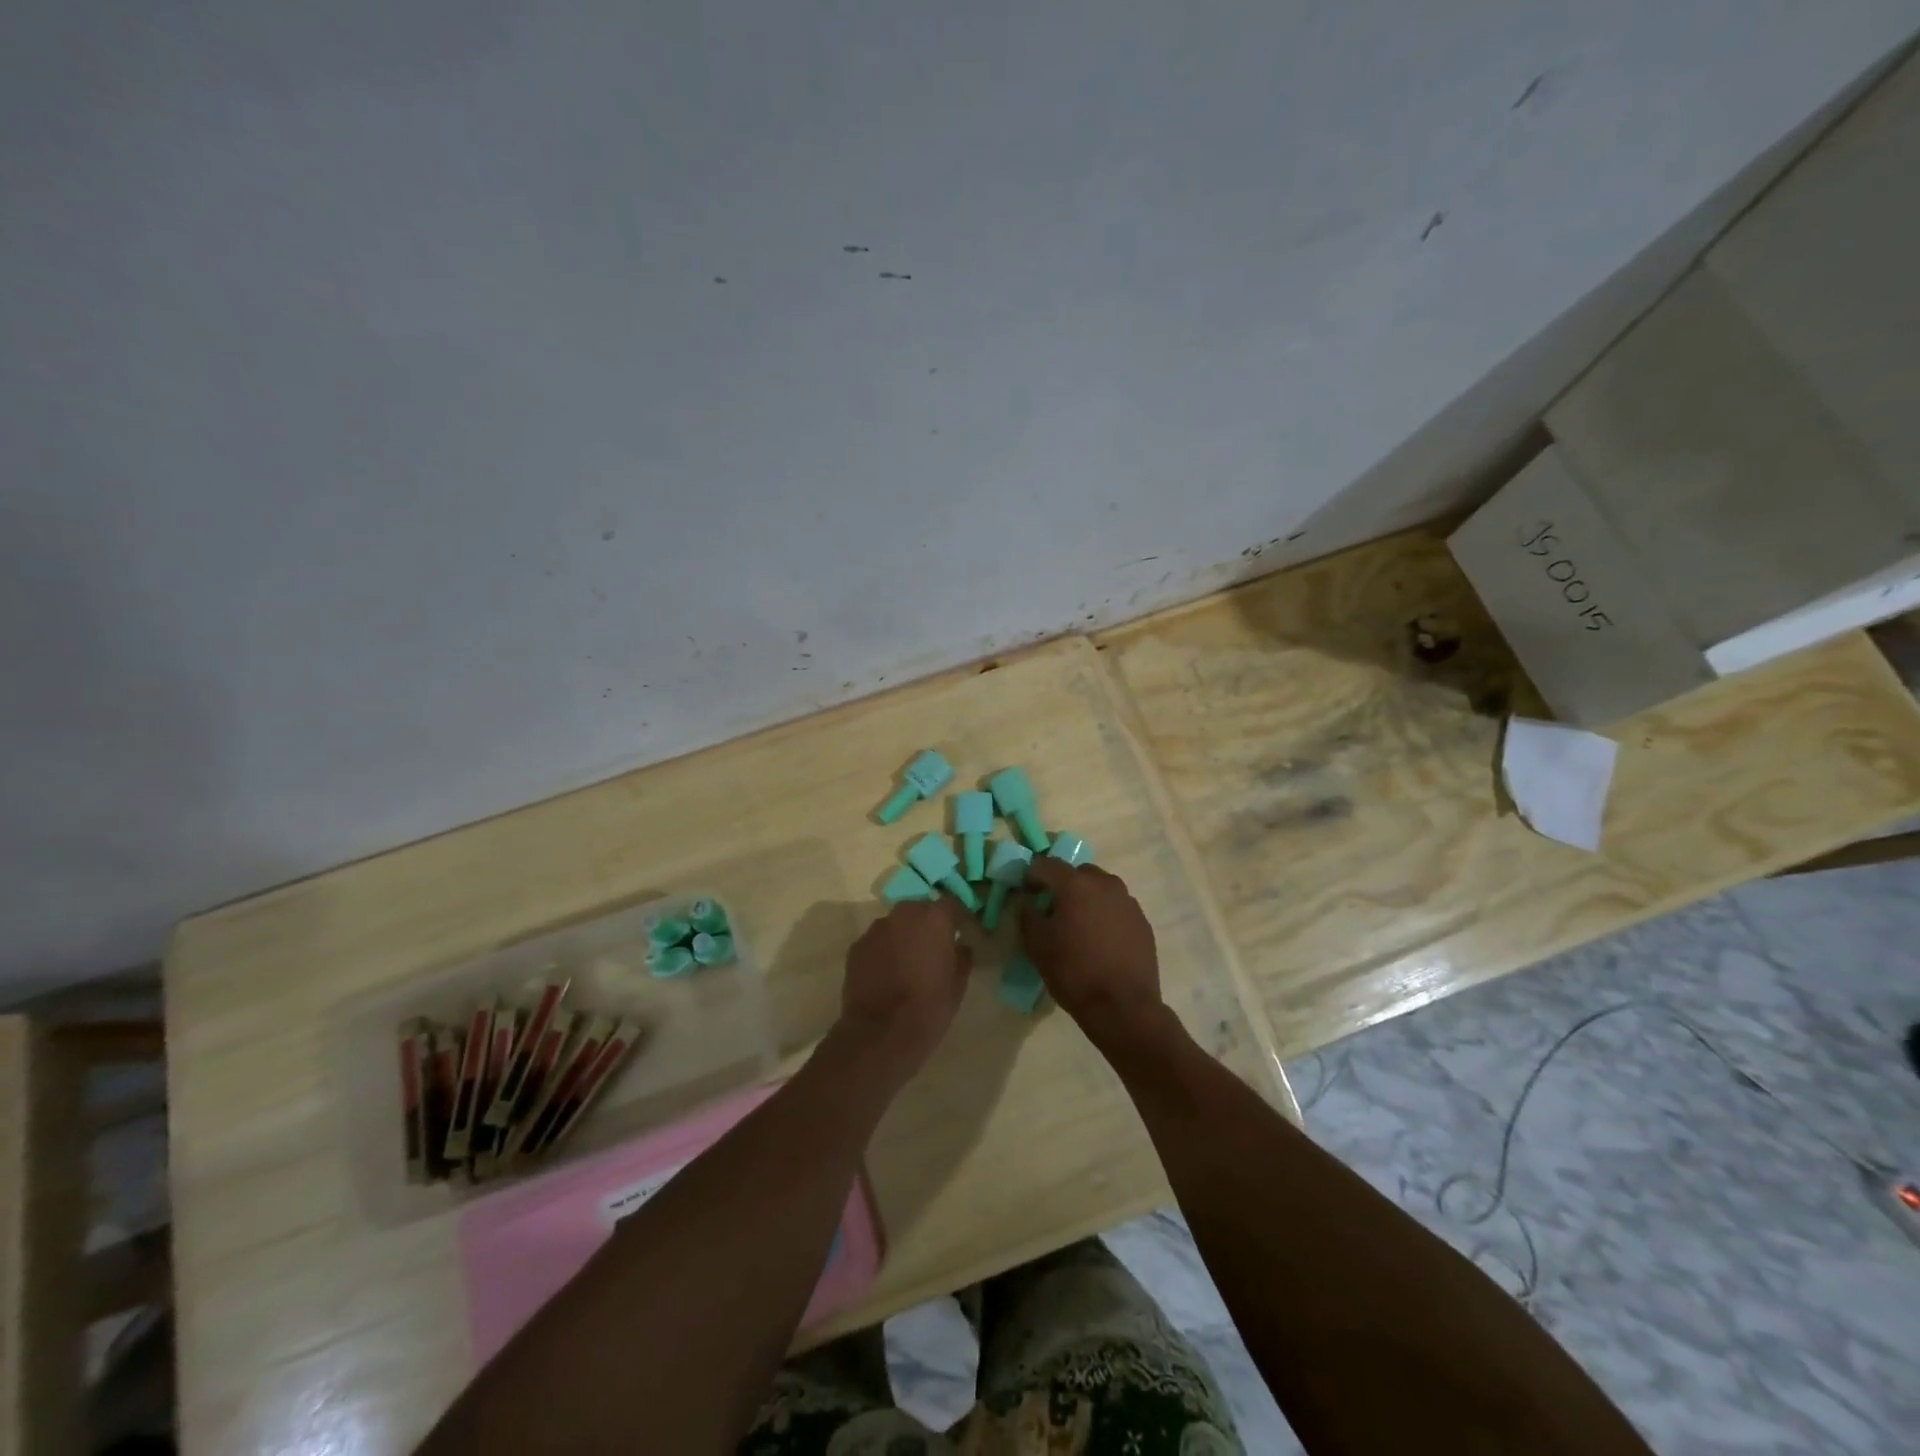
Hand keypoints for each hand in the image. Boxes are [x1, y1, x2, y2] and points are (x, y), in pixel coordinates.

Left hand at [839, 898, 973, 1077]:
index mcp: (934, 919)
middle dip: (927, 923)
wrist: (880, 1034)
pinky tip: (886, 973)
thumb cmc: (928, 1008)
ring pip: (896, 924)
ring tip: (907, 962)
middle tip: (933, 947)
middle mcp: (904, 915)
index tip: (961, 929)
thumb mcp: (958, 985)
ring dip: (903, 935)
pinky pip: (877, 941)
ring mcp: (876, 929)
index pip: (951, 903)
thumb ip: (962, 957)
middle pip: (920, 909)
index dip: (957, 916)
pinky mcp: (856, 947)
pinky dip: (884, 950)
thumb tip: (960, 945)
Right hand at [1018, 859, 1165, 1046]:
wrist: (1123, 1006)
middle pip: (1078, 873)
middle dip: (1063, 885)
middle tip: (1054, 910)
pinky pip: (1117, 907)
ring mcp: (1128, 901)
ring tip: (1080, 926)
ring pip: (1101, 888)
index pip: (1047, 864)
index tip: (1027, 892)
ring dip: (1087, 899)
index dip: (1032, 875)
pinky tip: (1101, 940)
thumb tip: (1028, 900)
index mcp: (1076, 884)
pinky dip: (1106, 915)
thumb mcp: (1037, 944)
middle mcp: (1105, 883)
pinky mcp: (1142, 921)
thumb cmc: (1074, 972)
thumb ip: (1028, 914)